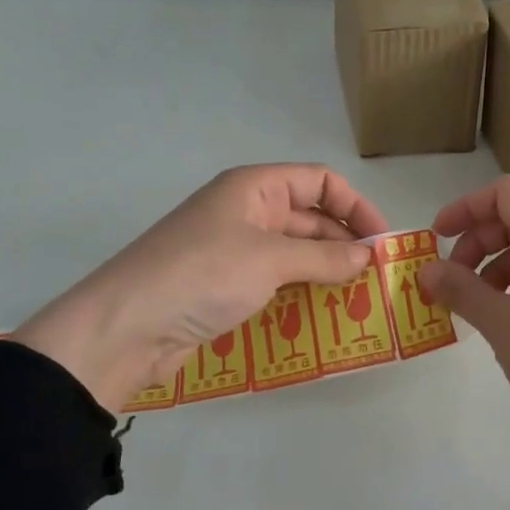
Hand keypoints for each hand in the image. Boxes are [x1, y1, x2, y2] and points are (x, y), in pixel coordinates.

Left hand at [13, 164, 385, 408]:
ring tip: (359, 301)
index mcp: (254, 188)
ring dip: (325, 273)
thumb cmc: (202, 276)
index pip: (319, 181)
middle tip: (377, 280)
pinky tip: (323, 316)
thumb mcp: (270, 260)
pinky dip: (300, 295)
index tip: (383, 242)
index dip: (356, 206)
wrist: (126, 328)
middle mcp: (246, 212)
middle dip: (344, 244)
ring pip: (294, 254)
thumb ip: (324, 257)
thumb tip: (368, 257)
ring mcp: (234, 252)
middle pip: (309, 218)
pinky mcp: (225, 287)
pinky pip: (275, 283)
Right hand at [417, 176, 509, 509]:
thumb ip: (460, 290)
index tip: (438, 238)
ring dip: (492, 269)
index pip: (505, 193)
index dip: (466, 207)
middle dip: (475, 243)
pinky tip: (504, 323)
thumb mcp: (501, 324)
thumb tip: (426, 270)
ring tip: (474, 309)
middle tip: (451, 283)